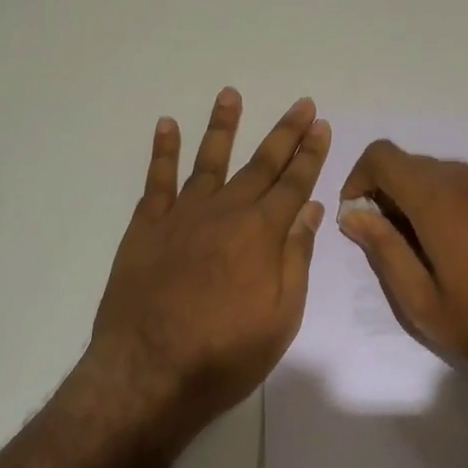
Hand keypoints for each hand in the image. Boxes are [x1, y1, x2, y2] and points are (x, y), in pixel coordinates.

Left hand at [85, 88, 330, 432]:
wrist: (149, 373)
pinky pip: (156, 180)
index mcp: (262, 233)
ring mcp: (182, 216)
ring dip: (223, 126)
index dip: (310, 153)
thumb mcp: (282, 315)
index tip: (321, 125)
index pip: (295, 183)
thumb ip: (296, 257)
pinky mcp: (146, 227)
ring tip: (230, 94)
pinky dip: (162, 151)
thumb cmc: (226, 353)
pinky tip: (166, 125)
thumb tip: (311, 208)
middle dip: (284, 133)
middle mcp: (226, 212)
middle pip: (261, 164)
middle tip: (301, 104)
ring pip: (208, 160)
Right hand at [337, 140, 467, 384]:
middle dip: (389, 193)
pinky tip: (466, 254)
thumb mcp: (422, 300)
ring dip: (421, 199)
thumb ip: (384, 249)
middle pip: (413, 164)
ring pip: (444, 176)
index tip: (358, 218)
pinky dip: (452, 205)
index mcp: (439, 198)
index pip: (384, 156)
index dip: (359, 178)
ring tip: (426, 253)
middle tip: (389, 243)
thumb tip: (354, 215)